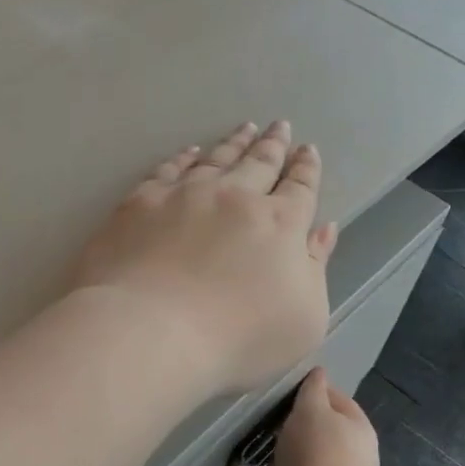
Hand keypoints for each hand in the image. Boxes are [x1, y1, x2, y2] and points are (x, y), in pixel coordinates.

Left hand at [70, 122, 337, 395]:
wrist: (150, 334)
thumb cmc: (237, 339)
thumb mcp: (304, 319)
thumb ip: (316, 268)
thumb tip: (324, 229)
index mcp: (280, 224)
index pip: (300, 187)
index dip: (306, 168)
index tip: (309, 150)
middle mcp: (236, 197)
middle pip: (260, 162)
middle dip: (274, 144)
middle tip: (280, 126)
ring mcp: (185, 195)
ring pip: (217, 158)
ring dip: (234, 142)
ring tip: (245, 128)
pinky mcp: (140, 203)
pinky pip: (169, 168)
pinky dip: (184, 157)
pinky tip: (190, 152)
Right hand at [268, 368, 380, 465]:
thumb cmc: (317, 458)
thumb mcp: (312, 410)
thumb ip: (312, 391)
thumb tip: (317, 373)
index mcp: (357, 427)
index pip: (333, 397)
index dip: (308, 389)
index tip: (278, 388)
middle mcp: (350, 453)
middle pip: (318, 428)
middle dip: (292, 421)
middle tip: (261, 415)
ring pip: (303, 455)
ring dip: (283, 449)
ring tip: (256, 441)